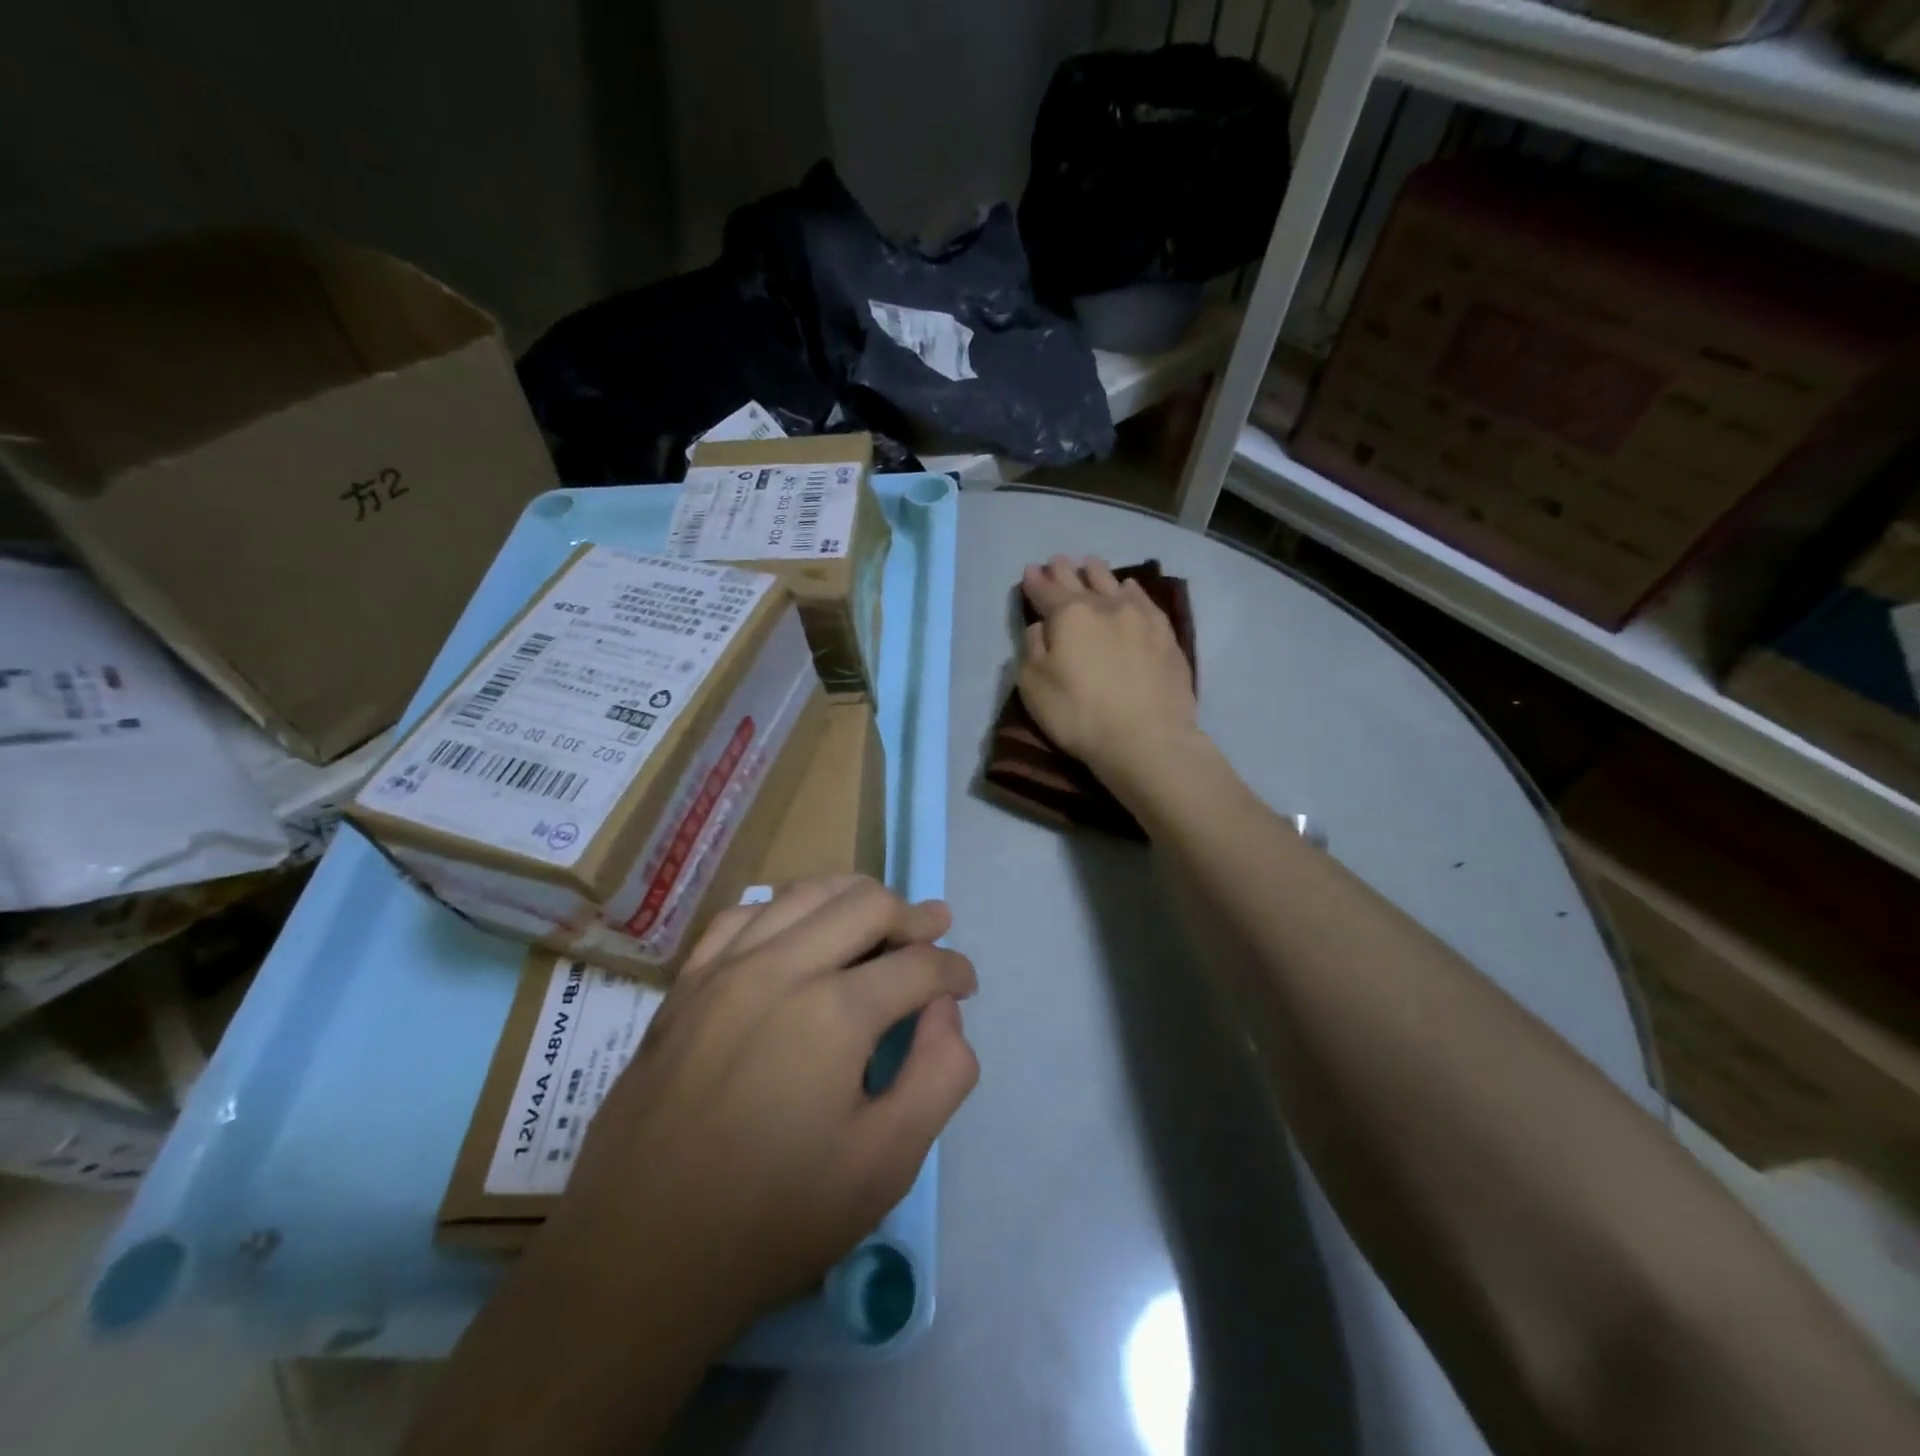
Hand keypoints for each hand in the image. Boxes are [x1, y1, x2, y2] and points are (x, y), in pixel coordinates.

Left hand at [552, 876, 978, 1325]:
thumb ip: (939, 1074)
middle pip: (866, 904)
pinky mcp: (685, 984)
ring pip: (804, 893)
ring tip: (879, 916)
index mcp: (834, 1012)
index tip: (966, 982)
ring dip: (853, 897)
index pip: (918, 964)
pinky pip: (743, 914)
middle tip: (934, 932)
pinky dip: (784, 906)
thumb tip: (945, 1010)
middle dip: (913, 915)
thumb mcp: (886, 1163)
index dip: (954, 968)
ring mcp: (724, 968)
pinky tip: (796, 926)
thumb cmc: (774, 1218)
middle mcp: (779, 968)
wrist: (640, 1257)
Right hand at [1019, 555, 1200, 781]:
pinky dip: (1130, 589)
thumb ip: (1033, 648)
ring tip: (1090, 564)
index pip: (1045, 591)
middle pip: (1080, 580)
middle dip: (1064, 570)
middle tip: (1057, 561)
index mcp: (1068, 615)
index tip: (1029, 571)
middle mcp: (1104, 605)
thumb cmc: (1079, 714)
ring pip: (1114, 583)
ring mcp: (1139, 616)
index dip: (1034, 582)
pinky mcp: (1165, 634)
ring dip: (1097, 572)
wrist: (1146, 738)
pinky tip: (1128, 587)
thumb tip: (1040, 626)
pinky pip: (1144, 599)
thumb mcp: (1034, 685)